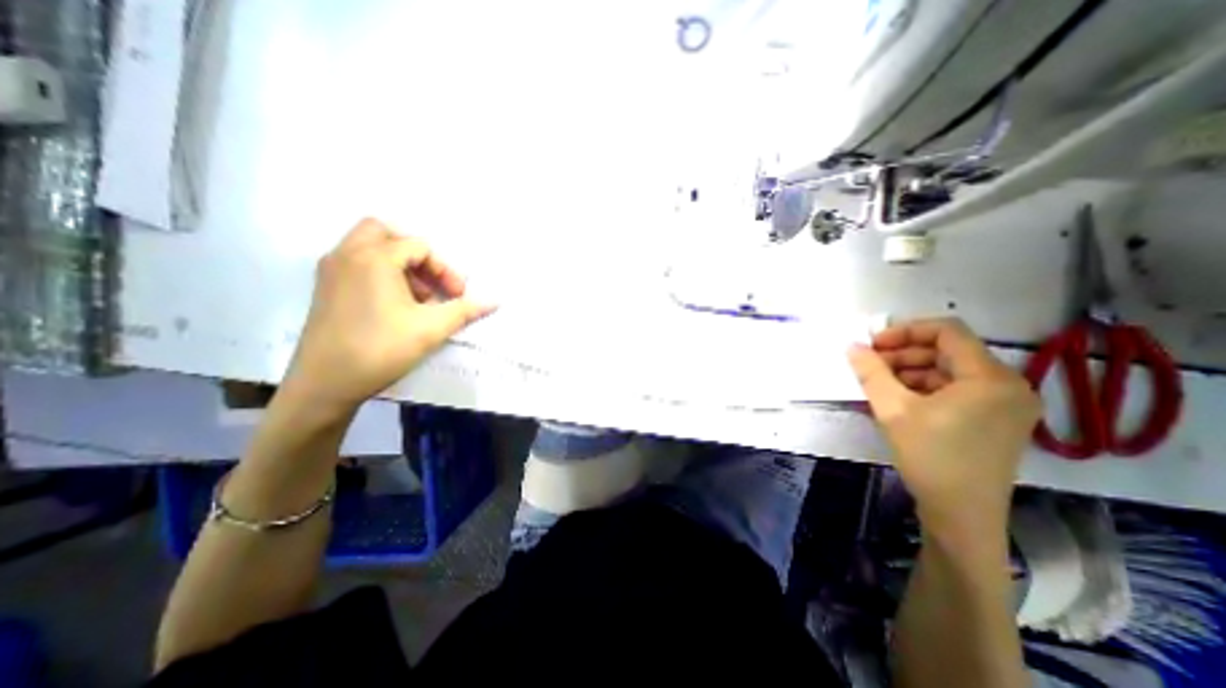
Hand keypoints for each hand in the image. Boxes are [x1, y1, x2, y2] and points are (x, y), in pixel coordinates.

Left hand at [279, 218, 493, 413]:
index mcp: (374, 259)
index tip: (458, 296)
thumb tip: (495, 301)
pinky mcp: (325, 289)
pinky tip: (395, 305)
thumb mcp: (431, 329)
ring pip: (368, 247)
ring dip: (398, 263)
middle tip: (432, 280)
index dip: (446, 270)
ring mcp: (331, 271)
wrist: (324, 384)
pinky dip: (380, 272)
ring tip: (417, 297)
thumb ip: (465, 310)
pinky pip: (356, 263)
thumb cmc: (381, 349)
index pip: (420, 247)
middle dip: (416, 254)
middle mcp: (348, 255)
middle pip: (385, 232)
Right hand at [848, 318, 1036, 537]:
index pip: (947, 331)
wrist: (961, 515)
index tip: (873, 345)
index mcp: (990, 377)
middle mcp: (1008, 384)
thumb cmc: (930, 457)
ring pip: (950, 370)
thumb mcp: (892, 409)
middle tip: (871, 365)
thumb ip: (871, 372)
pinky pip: (957, 389)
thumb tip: (852, 347)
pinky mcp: (996, 420)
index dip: (905, 331)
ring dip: (911, 370)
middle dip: (904, 353)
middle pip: (949, 350)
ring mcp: (1005, 404)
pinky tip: (899, 398)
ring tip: (880, 383)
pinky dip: (926, 387)